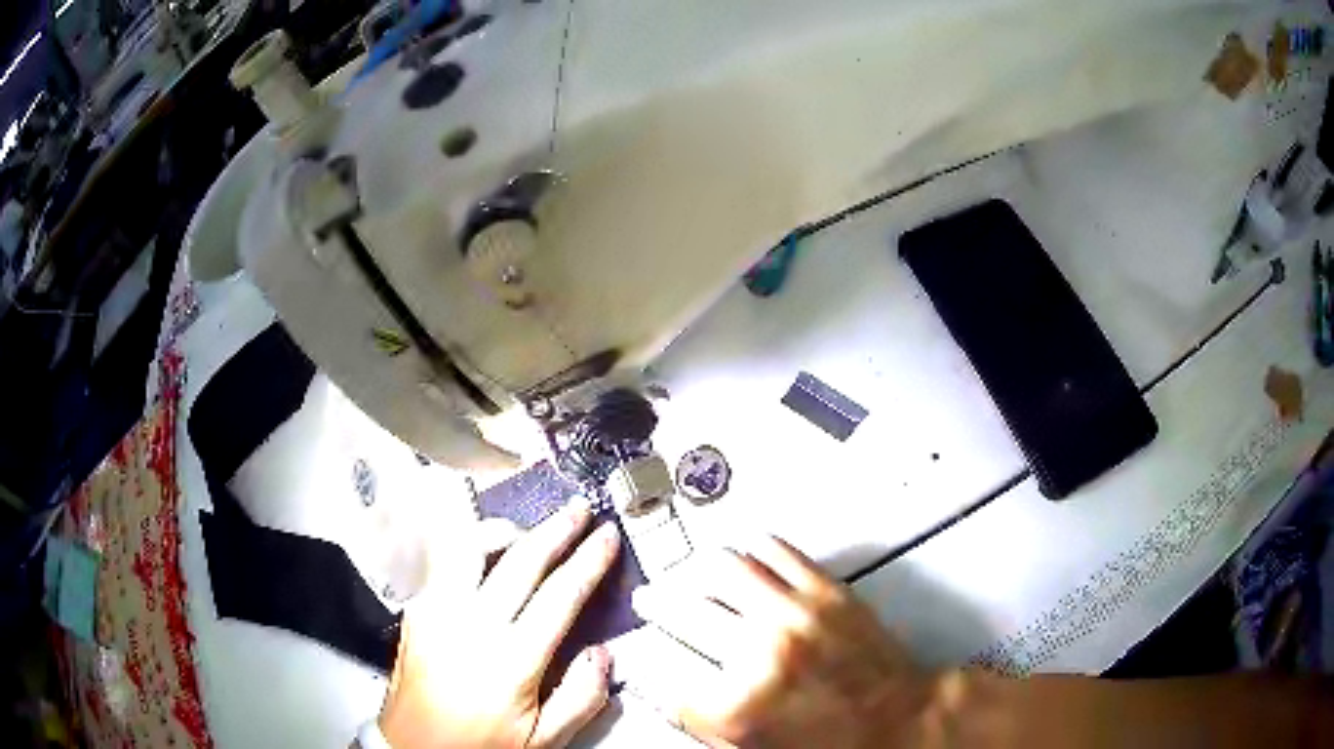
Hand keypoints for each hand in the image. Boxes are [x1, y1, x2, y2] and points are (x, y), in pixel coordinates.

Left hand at [380, 504, 620, 748]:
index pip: (560, 595)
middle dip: (556, 529)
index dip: (589, 561)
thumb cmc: (478, 746)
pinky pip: (442, 563)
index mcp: (511, 660)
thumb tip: (602, 654)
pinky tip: (482, 555)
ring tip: (527, 530)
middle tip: (578, 510)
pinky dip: (468, 548)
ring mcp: (437, 612)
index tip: (606, 537)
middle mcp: (472, 626)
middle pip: (520, 559)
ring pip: (470, 547)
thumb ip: (581, 699)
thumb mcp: (542, 741)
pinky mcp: (416, 611)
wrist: (412, 748)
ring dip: (505, 530)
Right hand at [633, 536, 934, 748]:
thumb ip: (698, 721)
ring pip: (721, 567)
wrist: (901, 722)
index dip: (640, 655)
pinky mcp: (827, 591)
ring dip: (694, 570)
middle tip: (651, 600)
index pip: (659, 669)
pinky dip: (748, 550)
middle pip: (681, 609)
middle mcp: (762, 653)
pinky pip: (774, 550)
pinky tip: (742, 560)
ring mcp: (796, 615)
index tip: (637, 648)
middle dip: (655, 602)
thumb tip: (662, 691)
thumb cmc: (834, 745)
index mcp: (737, 707)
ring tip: (689, 576)